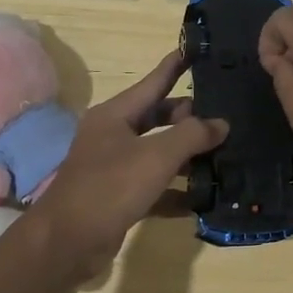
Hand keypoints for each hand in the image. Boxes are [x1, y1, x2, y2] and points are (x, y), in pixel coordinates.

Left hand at [22, 50, 227, 279]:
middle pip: (158, 118)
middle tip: (224, 118)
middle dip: (189, 118)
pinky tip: (202, 199)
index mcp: (116, 115)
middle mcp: (113, 136)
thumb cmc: (110, 186)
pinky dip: (176, 192)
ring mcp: (114, 168)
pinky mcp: (119, 198)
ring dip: (187, 157)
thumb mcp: (157, 155)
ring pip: (158, 154)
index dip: (175, 66)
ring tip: (223, 156)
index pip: (153, 82)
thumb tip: (220, 124)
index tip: (196, 50)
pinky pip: (155, 187)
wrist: (67, 242)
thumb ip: (193, 136)